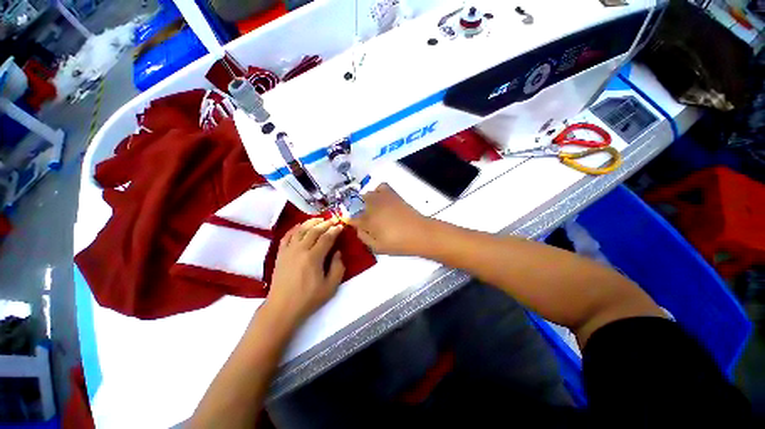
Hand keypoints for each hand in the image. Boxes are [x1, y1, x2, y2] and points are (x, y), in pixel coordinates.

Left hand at [266, 218, 344, 324]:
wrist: (282, 308)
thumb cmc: (308, 298)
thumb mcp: (330, 286)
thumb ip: (338, 267)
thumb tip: (338, 252)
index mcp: (313, 257)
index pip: (326, 238)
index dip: (335, 230)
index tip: (341, 226)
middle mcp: (300, 250)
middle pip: (314, 230)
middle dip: (325, 223)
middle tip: (333, 220)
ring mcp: (288, 250)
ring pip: (300, 230)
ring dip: (311, 222)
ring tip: (319, 219)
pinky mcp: (280, 253)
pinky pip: (287, 235)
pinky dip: (295, 228)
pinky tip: (300, 226)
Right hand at [350, 183, 432, 255]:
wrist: (419, 233)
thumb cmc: (398, 244)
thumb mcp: (377, 247)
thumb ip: (364, 237)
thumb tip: (358, 229)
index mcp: (367, 221)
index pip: (353, 219)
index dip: (352, 222)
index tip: (354, 225)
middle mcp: (372, 207)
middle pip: (359, 204)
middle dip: (360, 211)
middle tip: (368, 221)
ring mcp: (383, 199)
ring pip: (368, 194)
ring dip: (368, 201)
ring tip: (375, 210)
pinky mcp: (393, 195)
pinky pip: (381, 187)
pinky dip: (379, 191)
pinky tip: (382, 199)